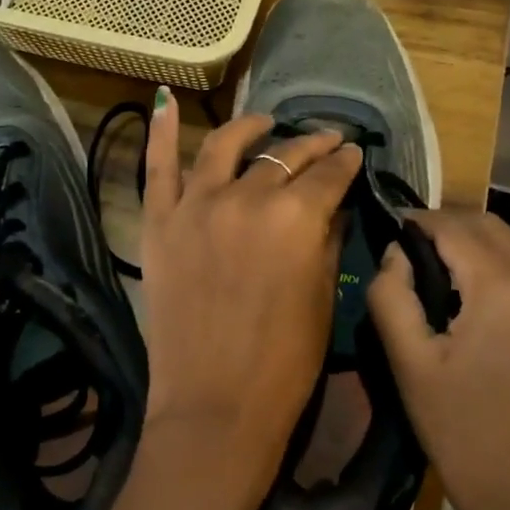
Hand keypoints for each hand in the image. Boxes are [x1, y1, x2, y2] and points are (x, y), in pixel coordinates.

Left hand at [138, 90, 362, 509]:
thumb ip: (326, 239)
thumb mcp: (323, 297)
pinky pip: (157, 167)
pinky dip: (159, 131)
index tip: (353, 154)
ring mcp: (197, 206)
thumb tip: (330, 206)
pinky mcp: (161, 223)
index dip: (346, 162)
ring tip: (264, 122)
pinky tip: (164, 103)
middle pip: (284, 157)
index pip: (329, 175)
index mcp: (297, 217)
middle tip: (326, 141)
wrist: (214, 406)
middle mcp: (247, 197)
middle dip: (311, 146)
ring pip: (225, 146)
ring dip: (250, 128)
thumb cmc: (284, 363)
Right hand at [367, 211, 509, 509]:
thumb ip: (392, 296)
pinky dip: (499, 268)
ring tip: (435, 268)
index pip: (455, 227)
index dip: (418, 220)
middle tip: (408, 245)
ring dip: (475, 243)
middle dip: (448, 224)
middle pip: (491, 226)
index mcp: (503, 287)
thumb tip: (394, 255)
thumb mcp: (411, 365)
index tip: (389, 225)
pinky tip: (473, 297)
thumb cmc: (465, 435)